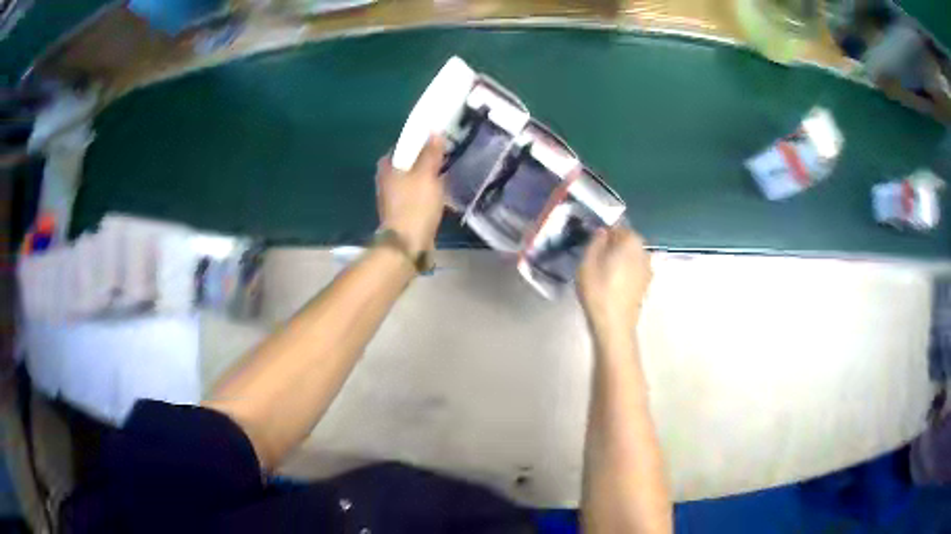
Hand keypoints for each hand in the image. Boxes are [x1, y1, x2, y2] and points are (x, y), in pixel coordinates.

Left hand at [376, 136, 446, 254]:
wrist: (408, 244)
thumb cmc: (415, 205)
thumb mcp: (427, 174)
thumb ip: (431, 153)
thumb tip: (434, 131)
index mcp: (387, 169)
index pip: (397, 149)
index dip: (412, 144)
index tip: (429, 142)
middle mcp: (386, 183)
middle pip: (404, 166)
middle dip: (420, 161)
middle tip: (439, 156)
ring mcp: (393, 201)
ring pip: (410, 182)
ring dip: (424, 178)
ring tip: (443, 174)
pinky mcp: (402, 215)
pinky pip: (415, 197)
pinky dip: (425, 194)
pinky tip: (438, 195)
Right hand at [578, 226, 652, 332]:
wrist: (614, 325)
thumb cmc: (598, 290)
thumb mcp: (587, 262)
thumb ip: (596, 241)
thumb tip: (603, 231)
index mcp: (632, 241)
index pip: (618, 226)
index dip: (604, 231)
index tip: (592, 240)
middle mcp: (645, 251)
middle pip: (627, 241)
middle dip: (613, 245)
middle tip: (595, 255)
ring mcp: (648, 269)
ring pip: (631, 257)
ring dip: (620, 259)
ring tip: (603, 270)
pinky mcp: (646, 285)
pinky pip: (634, 270)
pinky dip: (625, 272)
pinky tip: (612, 282)